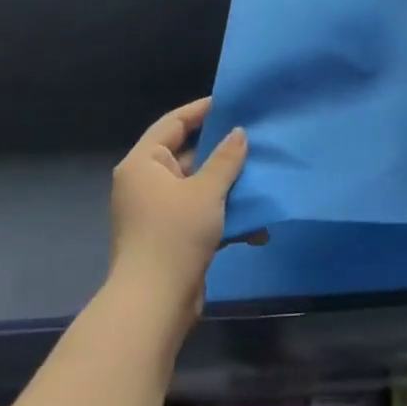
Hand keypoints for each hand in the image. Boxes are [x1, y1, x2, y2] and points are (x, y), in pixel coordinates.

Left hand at [108, 98, 247, 326]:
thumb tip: (239, 133)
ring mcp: (157, 211)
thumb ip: (226, 159)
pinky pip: (201, 214)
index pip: (173, 123)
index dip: (202, 110)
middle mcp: (145, 182)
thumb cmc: (175, 235)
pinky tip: (256, 227)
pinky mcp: (170, 236)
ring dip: (229, 188)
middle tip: (257, 140)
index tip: (233, 102)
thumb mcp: (207, 191)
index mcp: (143, 163)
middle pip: (188, 155)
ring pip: (199, 187)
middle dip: (224, 153)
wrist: (154, 303)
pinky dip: (224, 217)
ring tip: (263, 180)